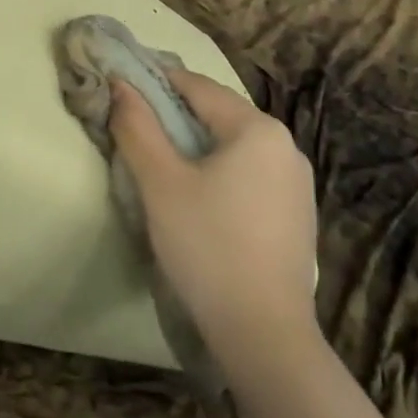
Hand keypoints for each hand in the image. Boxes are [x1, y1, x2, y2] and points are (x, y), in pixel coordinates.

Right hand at [109, 68, 316, 361]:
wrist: (265, 336)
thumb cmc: (208, 247)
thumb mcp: (160, 183)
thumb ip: (137, 127)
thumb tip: (120, 85)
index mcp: (257, 128)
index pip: (197, 86)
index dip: (156, 81)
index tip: (122, 85)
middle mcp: (285, 145)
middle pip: (219, 113)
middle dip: (175, 114)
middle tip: (135, 125)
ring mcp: (297, 182)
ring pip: (235, 145)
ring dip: (197, 144)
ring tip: (160, 160)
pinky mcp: (297, 214)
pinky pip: (251, 173)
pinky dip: (221, 171)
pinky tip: (199, 196)